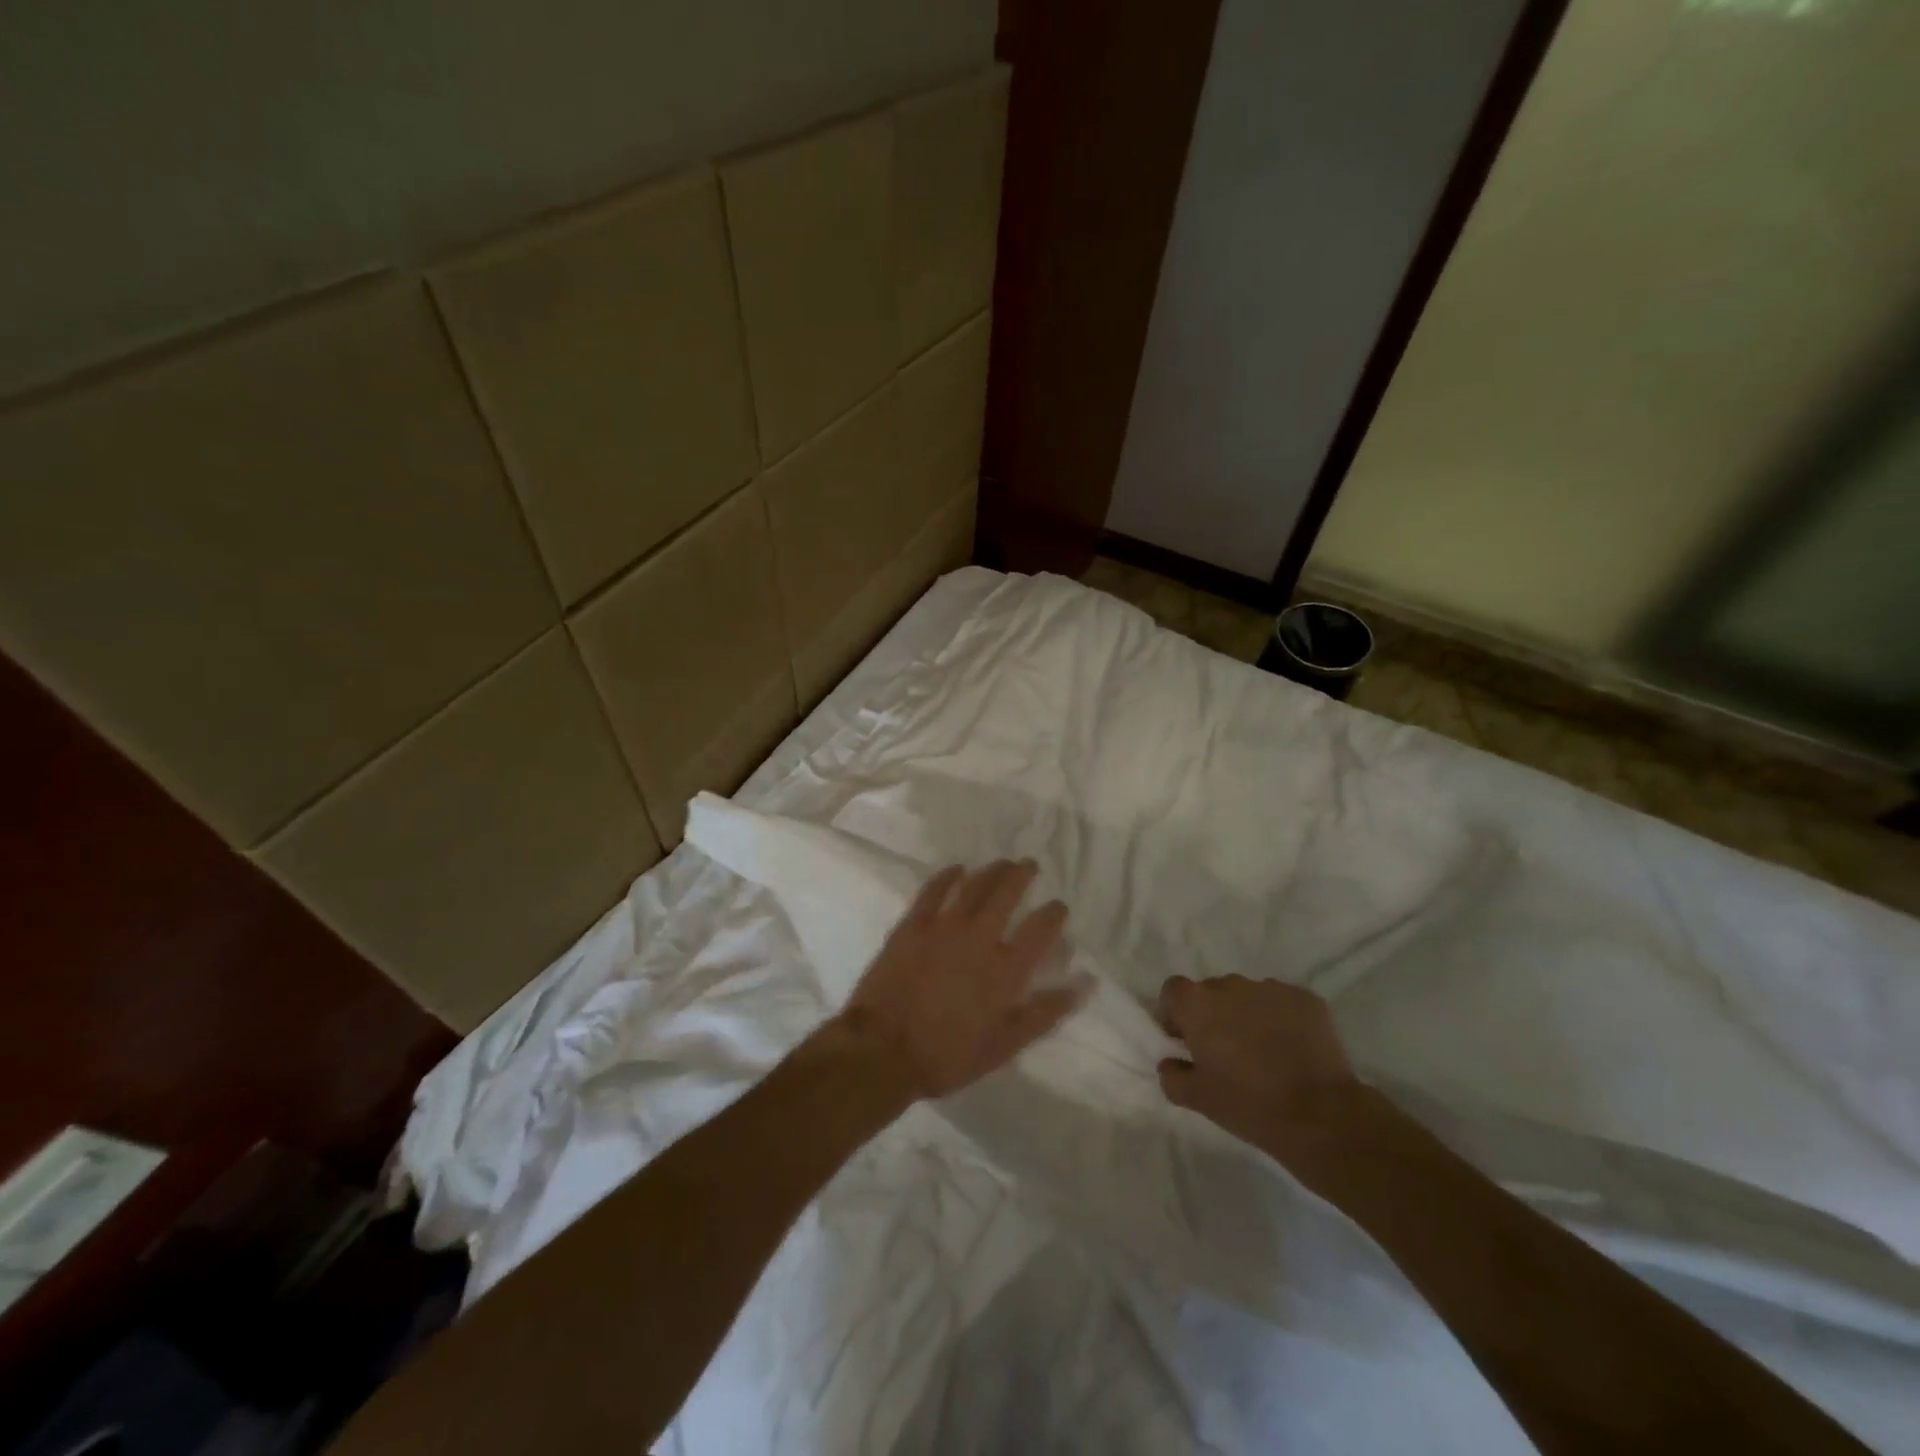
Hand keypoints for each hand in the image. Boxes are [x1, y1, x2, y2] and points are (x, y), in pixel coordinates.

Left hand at [835, 860, 1087, 1098]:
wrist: (882, 1050)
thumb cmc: (947, 1055)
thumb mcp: (1004, 1045)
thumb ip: (1044, 1012)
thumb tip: (1084, 985)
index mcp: (1005, 969)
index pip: (1040, 929)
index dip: (1054, 913)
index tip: (1059, 907)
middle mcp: (979, 938)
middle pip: (1006, 894)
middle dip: (1022, 875)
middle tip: (1029, 865)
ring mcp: (943, 927)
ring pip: (973, 885)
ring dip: (991, 871)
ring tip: (1002, 863)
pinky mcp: (913, 925)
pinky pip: (934, 890)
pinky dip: (948, 876)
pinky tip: (957, 869)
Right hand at [1155, 975, 1361, 1152]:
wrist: (1321, 1116)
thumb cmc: (1249, 1105)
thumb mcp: (1198, 1099)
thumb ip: (1172, 1075)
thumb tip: (1171, 1062)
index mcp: (1198, 1004)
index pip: (1174, 991)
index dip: (1175, 1013)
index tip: (1185, 1040)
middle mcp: (1230, 985)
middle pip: (1212, 992)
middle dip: (1213, 1015)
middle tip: (1226, 1051)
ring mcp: (1271, 988)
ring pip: (1248, 996)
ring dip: (1247, 1015)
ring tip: (1264, 1052)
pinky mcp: (1306, 998)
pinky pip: (1282, 1003)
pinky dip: (1281, 1020)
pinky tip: (1292, 1050)